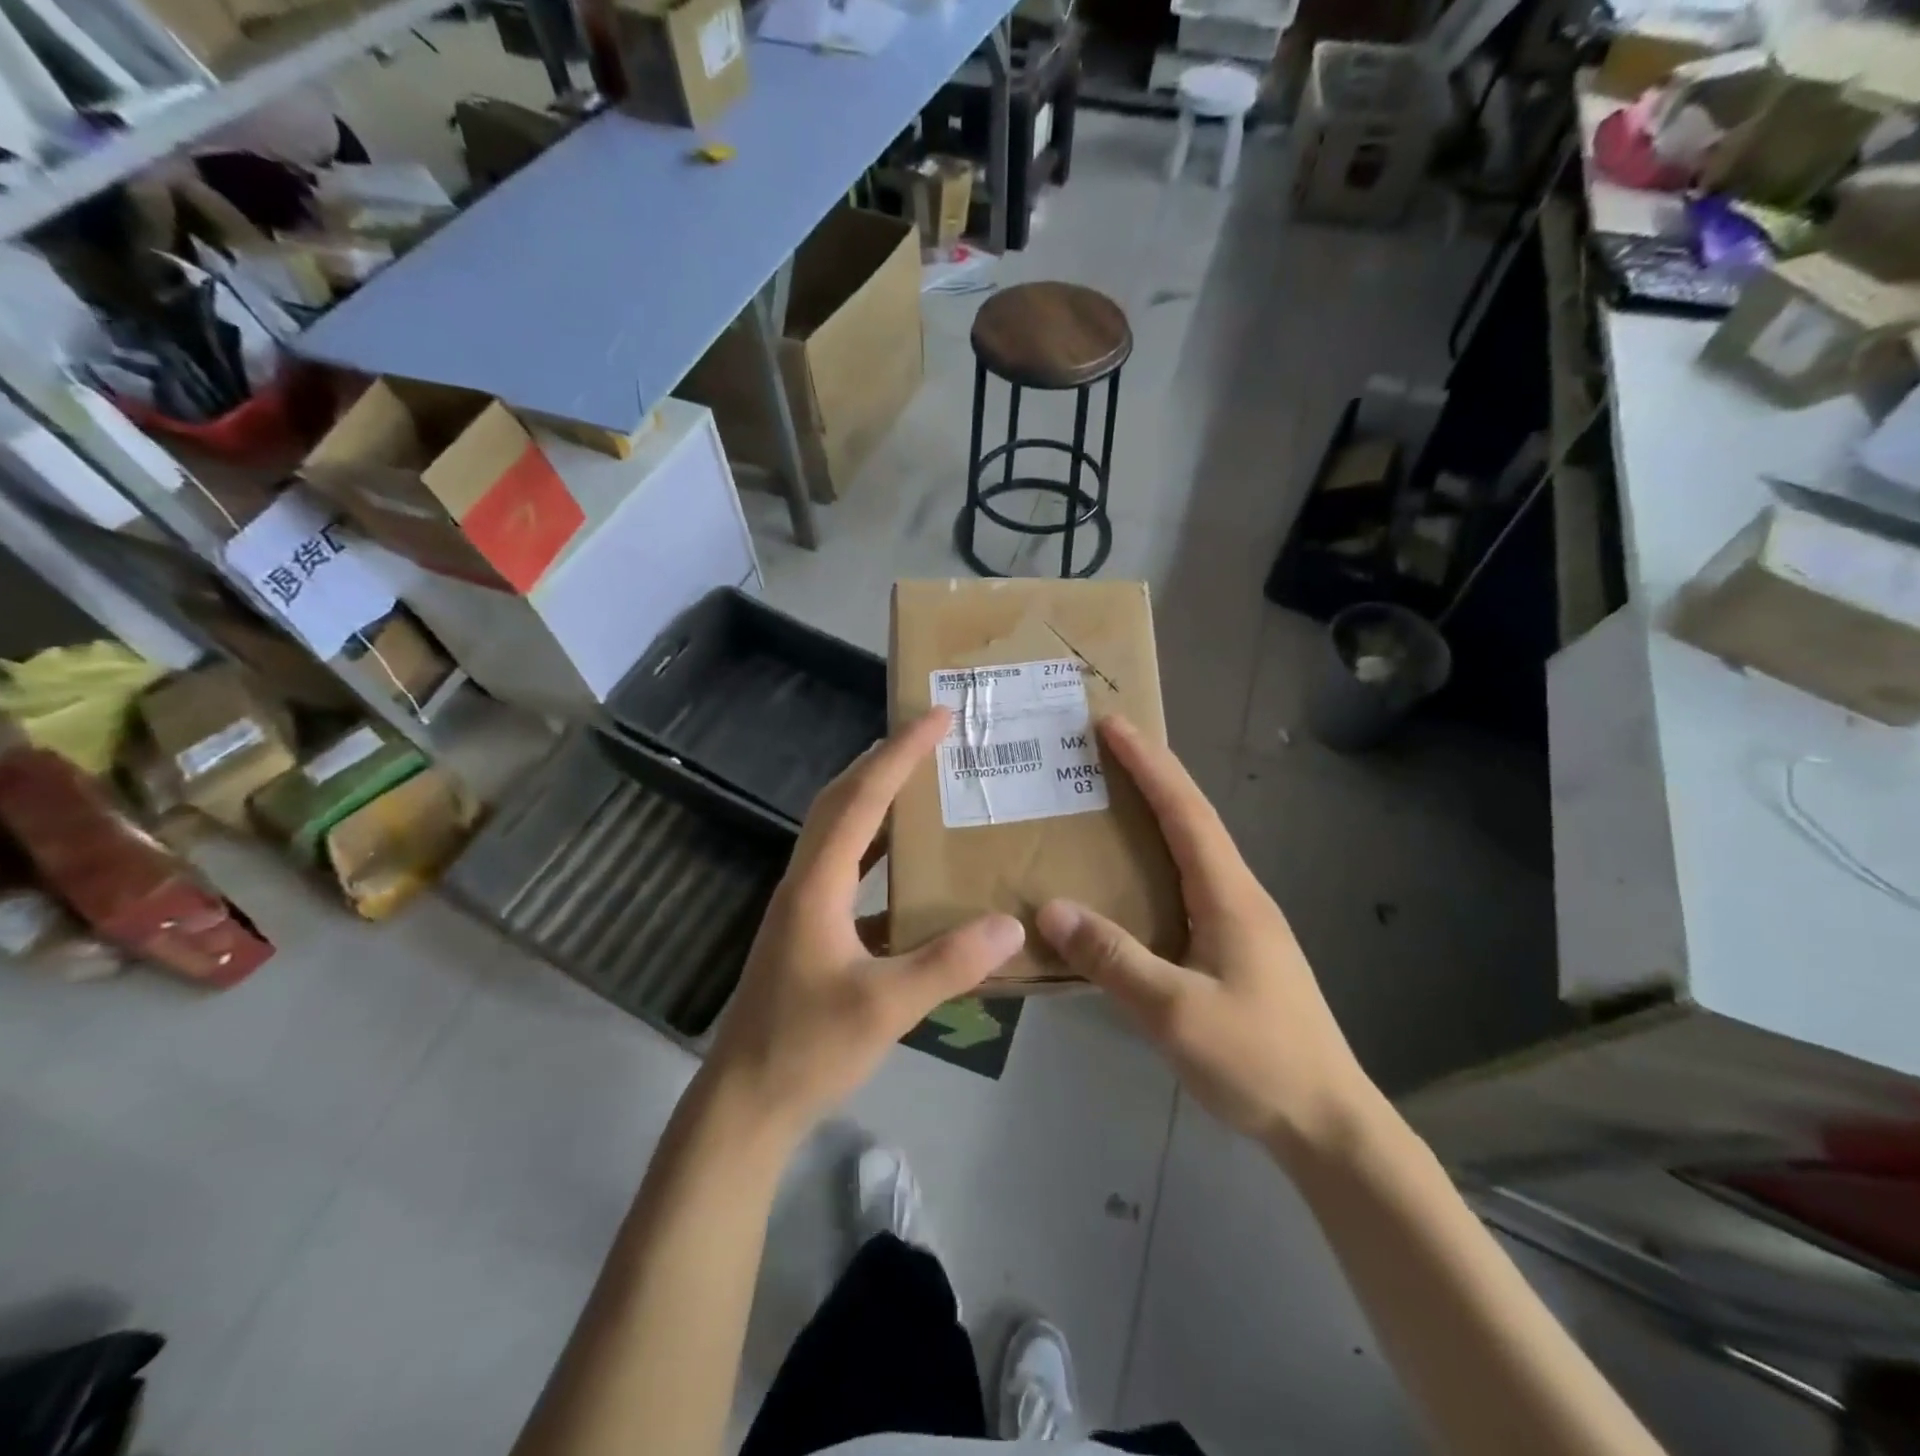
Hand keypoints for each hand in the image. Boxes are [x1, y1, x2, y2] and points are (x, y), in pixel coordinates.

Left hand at [703, 707, 1025, 1144]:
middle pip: (842, 800)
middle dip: (885, 760)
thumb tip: (1012, 925)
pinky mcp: (812, 929)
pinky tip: (912, 865)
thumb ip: (949, 964)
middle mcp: (807, 880)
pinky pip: (849, 869)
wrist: (746, 1102)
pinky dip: (879, 849)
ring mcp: (805, 905)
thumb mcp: (885, 1007)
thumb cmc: (807, 1048)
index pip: (861, 799)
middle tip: (930, 734)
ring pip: (842, 831)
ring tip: (924, 782)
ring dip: (878, 798)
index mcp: (817, 883)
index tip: (936, 717)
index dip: (899, 754)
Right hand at [1037, 718, 1376, 1161]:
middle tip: (1104, 750)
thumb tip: (1051, 909)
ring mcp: (1242, 923)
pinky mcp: (1237, 949)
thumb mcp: (1174, 1012)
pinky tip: (1135, 878)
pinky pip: (1190, 883)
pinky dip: (1159, 858)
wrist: (1327, 1122)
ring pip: (1194, 850)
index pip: (1185, 812)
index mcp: (1229, 896)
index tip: (1113, 724)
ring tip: (1111, 799)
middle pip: (1193, 819)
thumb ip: (1113, 957)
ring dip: (1157, 814)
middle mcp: (1239, 896)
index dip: (1149, 764)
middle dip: (1151, 776)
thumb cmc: (1256, 1060)